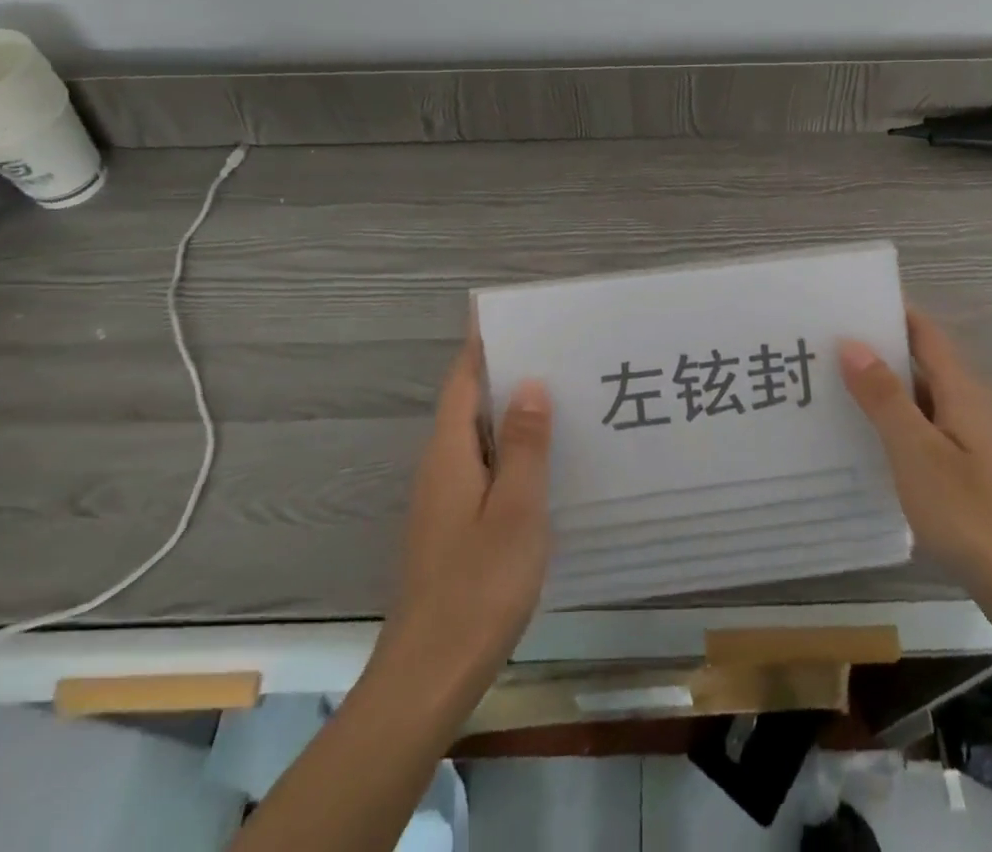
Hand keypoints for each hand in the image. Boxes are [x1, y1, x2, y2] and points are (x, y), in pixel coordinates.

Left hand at [375, 327, 552, 705]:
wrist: (429, 675)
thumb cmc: (478, 587)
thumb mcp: (516, 511)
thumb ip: (525, 445)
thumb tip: (531, 382)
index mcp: (450, 453)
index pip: (463, 379)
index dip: (483, 343)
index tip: (516, 315)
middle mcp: (441, 466)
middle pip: (470, 402)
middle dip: (507, 371)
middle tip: (559, 350)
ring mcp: (444, 498)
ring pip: (478, 436)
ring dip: (512, 412)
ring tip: (562, 394)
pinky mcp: (454, 526)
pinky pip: (484, 467)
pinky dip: (511, 449)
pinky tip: (545, 461)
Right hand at [841, 307, 991, 640]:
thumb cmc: (972, 514)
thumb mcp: (917, 452)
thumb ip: (884, 397)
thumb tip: (852, 342)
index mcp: (960, 390)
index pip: (922, 332)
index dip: (887, 312)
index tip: (840, 305)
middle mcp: (967, 405)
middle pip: (918, 362)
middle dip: (874, 350)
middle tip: (818, 345)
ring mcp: (968, 440)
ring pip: (917, 399)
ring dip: (879, 389)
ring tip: (826, 385)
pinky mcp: (965, 472)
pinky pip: (921, 431)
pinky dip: (890, 425)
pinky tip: (859, 439)